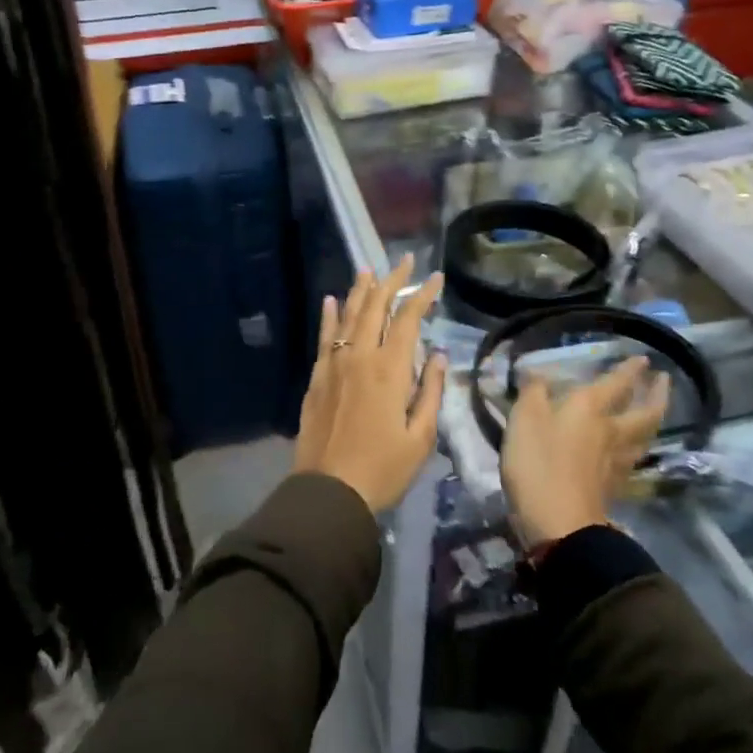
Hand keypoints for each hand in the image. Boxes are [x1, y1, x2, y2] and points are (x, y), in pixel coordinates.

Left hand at [295, 256, 447, 513]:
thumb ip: (430, 392)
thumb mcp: (421, 437)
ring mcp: (334, 364)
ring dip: (360, 290)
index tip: (435, 277)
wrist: (329, 491)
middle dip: (391, 281)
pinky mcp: (316, 377)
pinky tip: (329, 300)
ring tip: (368, 269)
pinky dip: (328, 316)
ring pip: (347, 316)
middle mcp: (360, 356)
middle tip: (404, 261)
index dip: (422, 295)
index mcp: (390, 369)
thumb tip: (436, 354)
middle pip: (375, 307)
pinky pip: (323, 337)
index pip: (408, 319)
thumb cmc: (383, 469)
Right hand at [500, 357, 670, 547]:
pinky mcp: (612, 489)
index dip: (629, 370)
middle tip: (664, 381)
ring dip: (652, 421)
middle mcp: (610, 432)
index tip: (644, 359)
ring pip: (643, 437)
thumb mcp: (524, 419)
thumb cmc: (539, 464)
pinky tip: (632, 450)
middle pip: (643, 412)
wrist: (560, 526)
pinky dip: (637, 449)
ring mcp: (615, 463)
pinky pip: (632, 460)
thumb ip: (532, 392)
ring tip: (654, 412)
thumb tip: (538, 373)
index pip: (616, 384)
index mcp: (589, 409)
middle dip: (655, 395)